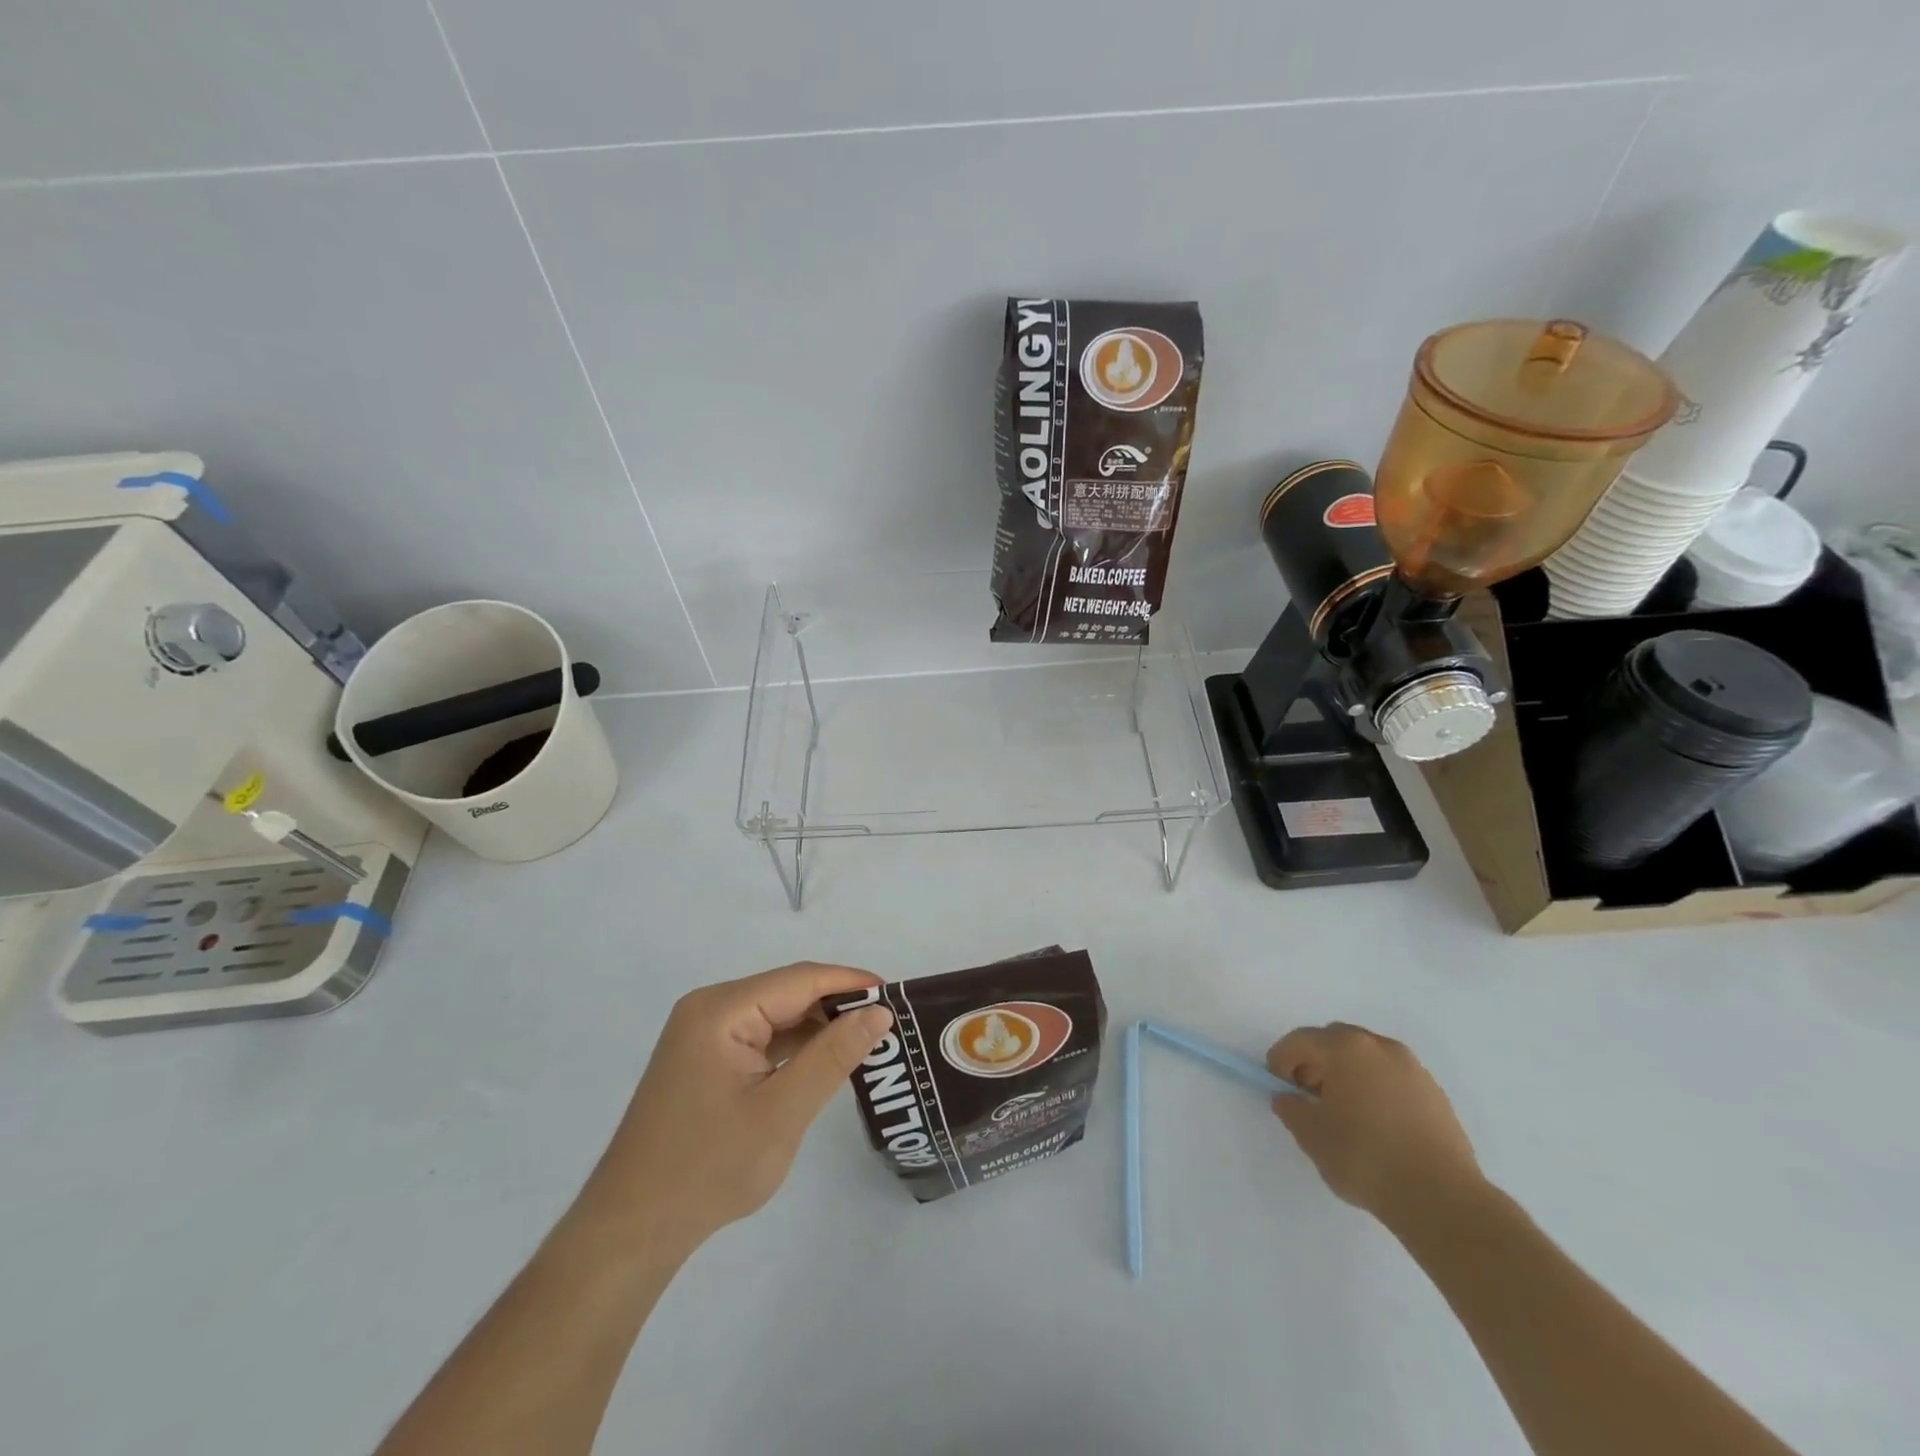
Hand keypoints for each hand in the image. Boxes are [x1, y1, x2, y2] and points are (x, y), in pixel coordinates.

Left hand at [583, 963, 893, 1252]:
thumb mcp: (782, 1112)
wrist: (631, 1230)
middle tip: (887, 1026)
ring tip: (866, 1043)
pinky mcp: (704, 1059)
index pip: (800, 980)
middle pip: (787, 993)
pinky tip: (823, 1062)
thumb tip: (879, 1011)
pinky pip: (759, 1037)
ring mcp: (703, 1034)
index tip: (896, 996)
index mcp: (721, 1009)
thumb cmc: (708, 1168)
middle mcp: (709, 1009)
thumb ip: (833, 1057)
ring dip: (817, 1028)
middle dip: (837, 1006)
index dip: (850, 982)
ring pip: (775, 1015)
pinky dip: (793, 1048)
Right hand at [1266, 1022, 1484, 1231]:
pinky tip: (1375, 1124)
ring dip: (1347, 1074)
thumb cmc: (1366, 1159)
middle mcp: (1379, 1046)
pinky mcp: (1435, 1093)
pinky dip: (1375, 1088)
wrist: (1442, 1200)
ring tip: (1344, 1112)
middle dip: (1315, 1062)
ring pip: (1366, 1058)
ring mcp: (1412, 1068)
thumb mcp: (1312, 1136)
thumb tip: (1289, 1098)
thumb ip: (1291, 1108)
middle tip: (1308, 1096)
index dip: (1281, 1061)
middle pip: (1334, 1041)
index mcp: (1346, 1048)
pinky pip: (1391, 1078)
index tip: (1278, 1087)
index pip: (1300, 1041)